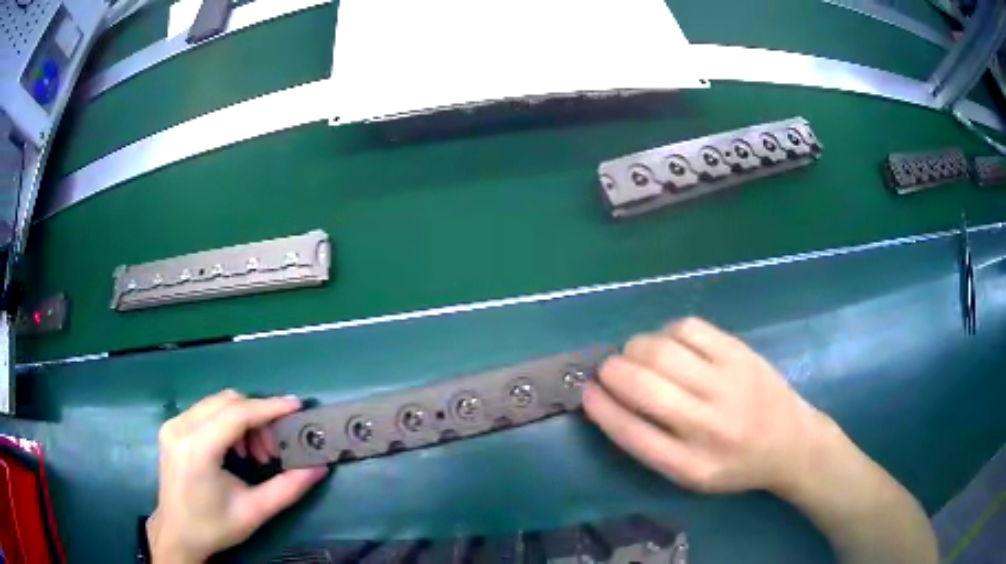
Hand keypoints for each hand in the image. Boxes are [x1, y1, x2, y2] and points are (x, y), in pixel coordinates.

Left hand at [148, 390, 327, 563]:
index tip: (296, 406)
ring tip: (253, 454)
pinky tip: (233, 449)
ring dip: (242, 420)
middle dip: (257, 418)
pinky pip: (205, 410)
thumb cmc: (215, 526)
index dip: (269, 407)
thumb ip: (288, 488)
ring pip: (217, 403)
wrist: (178, 533)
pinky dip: (227, 422)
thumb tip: (319, 467)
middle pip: (227, 402)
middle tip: (271, 450)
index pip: (237, 414)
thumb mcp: (255, 511)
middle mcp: (181, 427)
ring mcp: (173, 424)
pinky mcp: (172, 427)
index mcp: (198, 448)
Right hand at [583, 317, 830, 494]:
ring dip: (636, 348)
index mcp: (690, 465)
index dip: (601, 407)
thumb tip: (610, 400)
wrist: (790, 443)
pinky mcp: (740, 352)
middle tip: (609, 370)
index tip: (587, 392)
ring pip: (662, 350)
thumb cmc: (734, 465)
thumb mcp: (691, 476)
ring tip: (637, 355)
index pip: (631, 432)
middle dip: (612, 371)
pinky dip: (666, 332)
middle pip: (643, 385)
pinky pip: (689, 328)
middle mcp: (708, 424)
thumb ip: (652, 446)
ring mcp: (728, 383)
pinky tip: (670, 344)